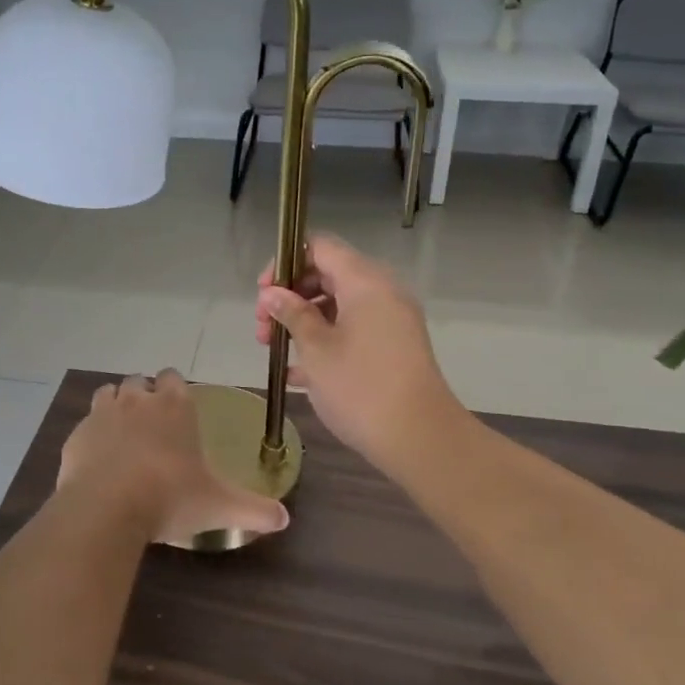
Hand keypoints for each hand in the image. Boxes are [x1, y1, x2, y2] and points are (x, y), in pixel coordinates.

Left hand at [57, 370, 289, 547]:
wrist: (107, 505)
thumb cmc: (170, 496)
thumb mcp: (218, 505)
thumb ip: (253, 509)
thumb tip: (285, 520)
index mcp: (175, 406)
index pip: (174, 378)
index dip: (174, 390)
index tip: (177, 411)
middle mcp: (139, 400)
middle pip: (140, 382)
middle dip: (145, 396)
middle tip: (151, 427)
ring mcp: (104, 413)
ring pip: (109, 393)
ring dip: (116, 406)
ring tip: (123, 436)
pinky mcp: (78, 433)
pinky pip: (86, 423)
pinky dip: (92, 434)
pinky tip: (98, 459)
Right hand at [256, 235, 466, 476]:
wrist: (420, 438)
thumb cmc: (360, 387)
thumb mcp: (316, 349)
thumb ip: (292, 314)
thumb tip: (272, 293)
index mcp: (365, 281)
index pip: (320, 247)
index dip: (286, 263)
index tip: (263, 293)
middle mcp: (382, 291)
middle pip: (328, 274)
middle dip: (291, 297)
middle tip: (264, 328)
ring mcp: (392, 319)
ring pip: (339, 305)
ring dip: (304, 321)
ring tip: (276, 352)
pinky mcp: (395, 346)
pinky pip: (354, 328)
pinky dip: (326, 339)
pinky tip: (298, 373)